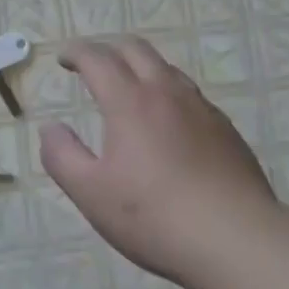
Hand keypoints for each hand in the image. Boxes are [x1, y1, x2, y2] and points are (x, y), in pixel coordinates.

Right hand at [39, 37, 280, 288]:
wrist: (238, 240)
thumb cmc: (155, 216)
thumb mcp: (91, 193)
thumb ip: (62, 156)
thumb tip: (51, 128)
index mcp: (130, 101)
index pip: (97, 58)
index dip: (76, 52)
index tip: (63, 59)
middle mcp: (166, 93)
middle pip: (135, 49)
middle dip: (108, 48)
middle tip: (92, 65)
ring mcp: (202, 109)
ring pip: (167, 68)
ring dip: (140, 67)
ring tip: (128, 89)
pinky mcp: (226, 130)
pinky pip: (190, 95)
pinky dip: (168, 92)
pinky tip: (168, 123)